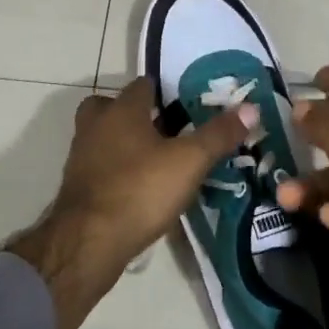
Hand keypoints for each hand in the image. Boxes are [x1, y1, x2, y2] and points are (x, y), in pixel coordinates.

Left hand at [8, 79, 253, 328]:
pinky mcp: (78, 187)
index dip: (166, 92)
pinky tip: (142, 190)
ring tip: (160, 163)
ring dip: (126, 145)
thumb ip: (218, 134)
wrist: (88, 243)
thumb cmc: (140, 190)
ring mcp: (81, 157)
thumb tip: (250, 108)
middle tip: (169, 133)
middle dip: (139, 117)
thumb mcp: (189, 161)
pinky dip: (118, 172)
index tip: (189, 106)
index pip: (143, 85)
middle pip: (114, 108)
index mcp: (121, 110)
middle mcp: (96, 126)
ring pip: (105, 138)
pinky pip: (101, 168)